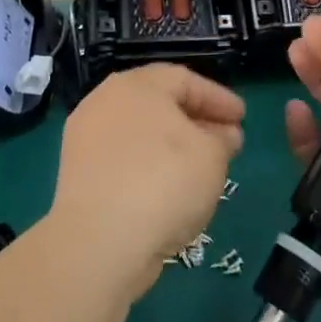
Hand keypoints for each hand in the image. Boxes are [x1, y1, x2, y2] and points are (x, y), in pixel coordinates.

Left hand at [55, 65, 244, 297]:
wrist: (100, 241)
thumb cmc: (164, 181)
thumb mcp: (212, 155)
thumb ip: (222, 139)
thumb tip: (222, 135)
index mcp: (137, 85)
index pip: (185, 80)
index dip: (218, 98)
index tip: (242, 118)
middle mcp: (105, 102)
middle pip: (158, 104)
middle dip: (195, 121)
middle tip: (225, 141)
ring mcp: (86, 139)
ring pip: (140, 134)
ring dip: (172, 147)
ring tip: (200, 169)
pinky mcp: (77, 175)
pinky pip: (124, 161)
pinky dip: (149, 168)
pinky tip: (169, 191)